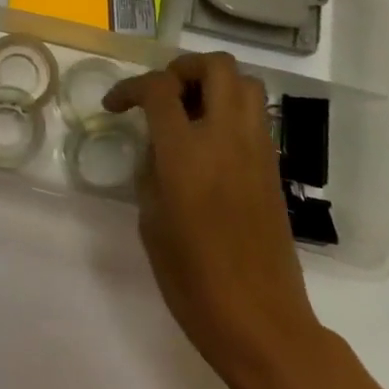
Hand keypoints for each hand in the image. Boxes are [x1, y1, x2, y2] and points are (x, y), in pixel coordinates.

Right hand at [105, 52, 324, 382]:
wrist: (260, 322)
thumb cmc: (192, 279)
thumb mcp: (152, 220)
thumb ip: (152, 170)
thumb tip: (159, 147)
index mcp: (187, 152)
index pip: (159, 88)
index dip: (130, 87)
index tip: (115, 106)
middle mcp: (227, 138)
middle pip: (216, 66)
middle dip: (183, 68)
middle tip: (162, 94)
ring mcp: (257, 151)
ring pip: (246, 83)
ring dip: (214, 84)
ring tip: (188, 112)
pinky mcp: (274, 169)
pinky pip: (255, 116)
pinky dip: (231, 110)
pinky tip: (209, 142)